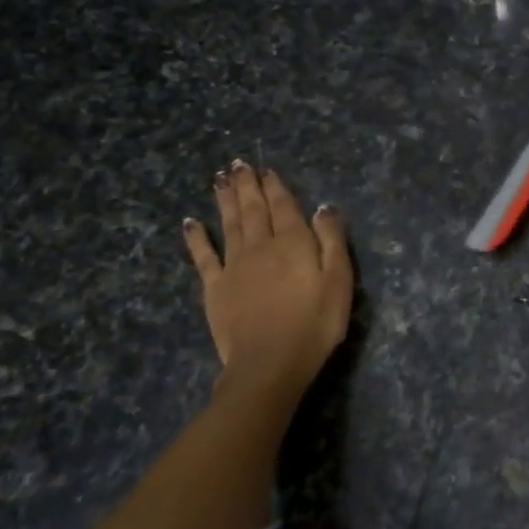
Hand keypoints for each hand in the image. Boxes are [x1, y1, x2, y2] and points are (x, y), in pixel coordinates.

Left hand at [182, 161, 352, 400]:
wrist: (269, 364)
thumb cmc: (314, 324)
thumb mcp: (339, 281)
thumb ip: (332, 241)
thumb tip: (323, 208)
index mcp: (293, 243)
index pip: (284, 207)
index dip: (276, 187)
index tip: (267, 170)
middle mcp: (261, 246)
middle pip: (254, 209)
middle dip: (247, 185)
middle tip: (238, 164)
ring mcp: (234, 266)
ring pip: (229, 223)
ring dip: (225, 200)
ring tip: (220, 179)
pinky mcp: (215, 288)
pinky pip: (203, 256)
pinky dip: (196, 237)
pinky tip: (189, 222)